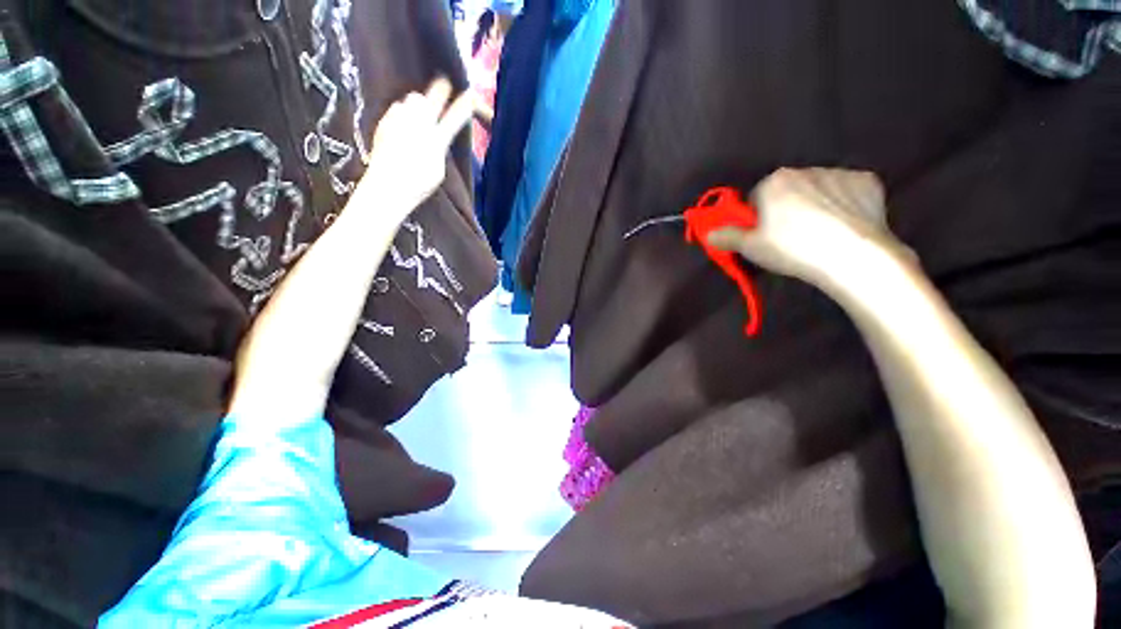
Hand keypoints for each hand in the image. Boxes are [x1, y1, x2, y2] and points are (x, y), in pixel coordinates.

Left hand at [355, 78, 473, 226]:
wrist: (387, 185)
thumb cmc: (418, 184)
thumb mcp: (438, 170)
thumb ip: (439, 148)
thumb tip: (437, 136)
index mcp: (436, 140)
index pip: (453, 119)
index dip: (462, 106)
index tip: (469, 95)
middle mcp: (417, 125)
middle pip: (428, 99)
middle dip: (437, 92)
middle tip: (443, 87)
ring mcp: (398, 120)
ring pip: (411, 100)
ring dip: (417, 105)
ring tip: (418, 116)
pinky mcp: (384, 121)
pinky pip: (396, 109)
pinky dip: (401, 114)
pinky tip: (401, 126)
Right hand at [707, 168, 907, 286]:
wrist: (851, 256)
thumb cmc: (791, 248)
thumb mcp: (750, 247)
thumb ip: (726, 237)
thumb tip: (708, 233)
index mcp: (774, 181)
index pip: (757, 196)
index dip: (757, 218)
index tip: (763, 236)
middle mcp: (806, 169)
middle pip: (788, 191)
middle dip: (785, 209)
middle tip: (790, 237)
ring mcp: (840, 173)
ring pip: (818, 190)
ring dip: (814, 205)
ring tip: (820, 234)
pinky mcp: (869, 182)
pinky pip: (847, 192)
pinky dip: (844, 204)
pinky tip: (844, 225)